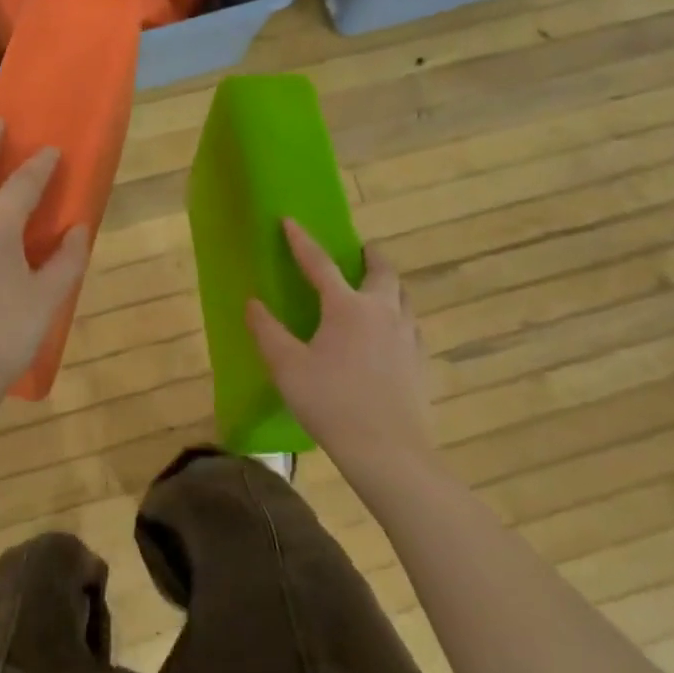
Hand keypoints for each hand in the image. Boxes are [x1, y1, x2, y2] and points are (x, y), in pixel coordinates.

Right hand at [246, 219, 431, 474]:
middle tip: (359, 251)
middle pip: (381, 271)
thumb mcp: (287, 367)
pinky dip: (399, 317)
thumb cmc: (331, 403)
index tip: (291, 220)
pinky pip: (411, 326)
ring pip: (403, 297)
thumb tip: (252, 303)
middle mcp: (383, 312)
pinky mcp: (421, 362)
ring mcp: (408, 337)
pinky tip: (390, 336)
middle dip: (368, 255)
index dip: (302, 241)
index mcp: (347, 307)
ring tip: (375, 291)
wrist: (388, 451)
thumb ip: (267, 331)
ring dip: (388, 285)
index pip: (320, 263)